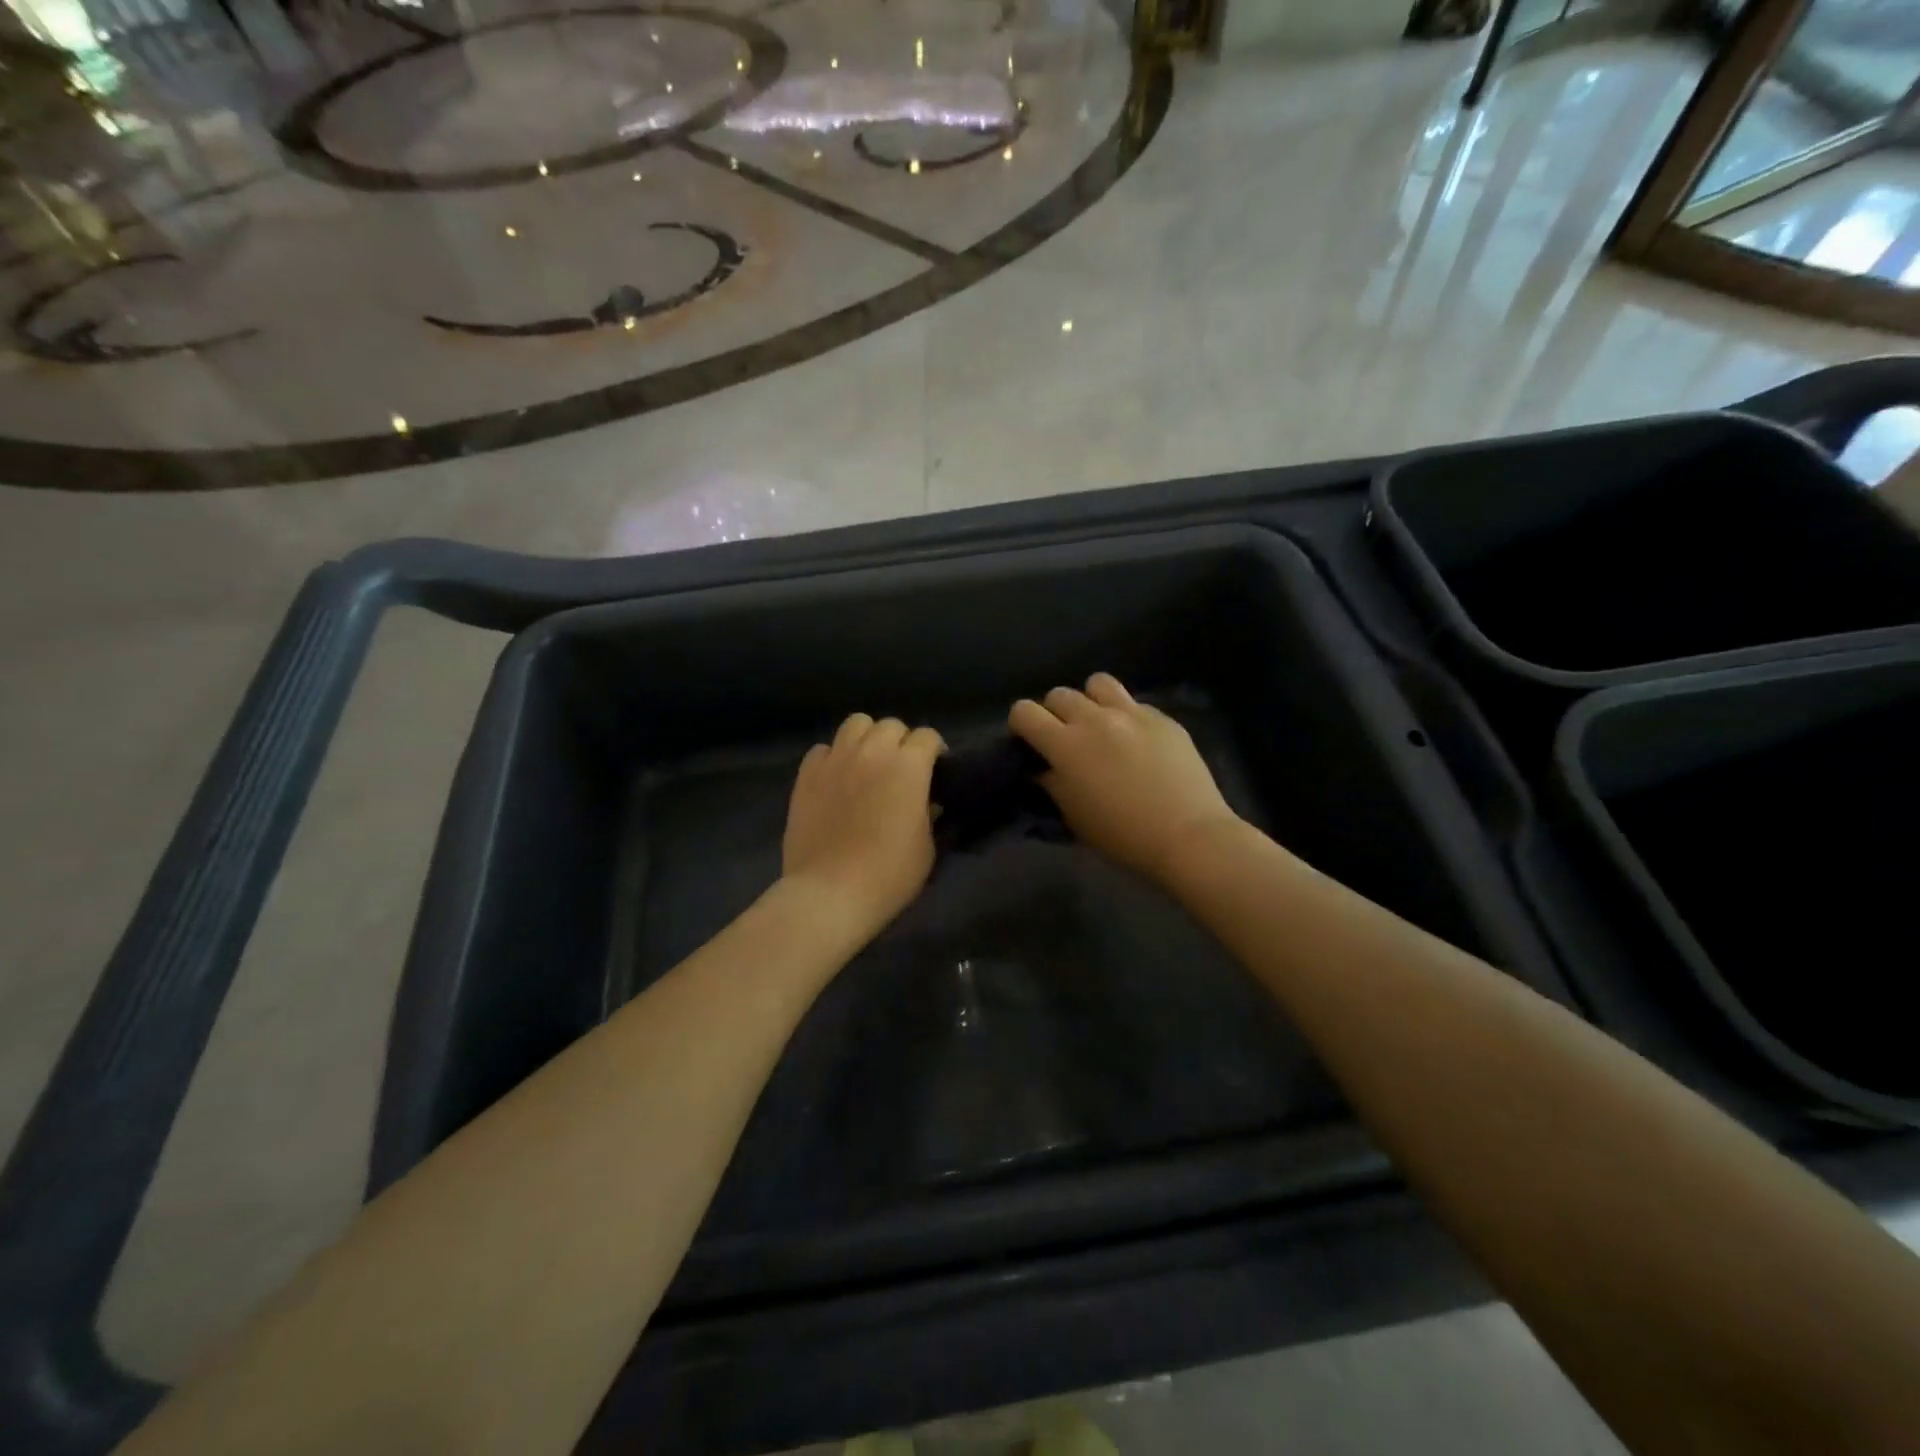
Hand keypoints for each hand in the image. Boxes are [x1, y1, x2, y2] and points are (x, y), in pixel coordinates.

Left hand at [782, 713, 944, 941]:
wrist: (830, 893)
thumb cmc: (889, 875)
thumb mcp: (926, 848)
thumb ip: (929, 814)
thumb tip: (927, 801)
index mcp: (909, 766)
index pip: (928, 737)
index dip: (935, 751)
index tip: (936, 770)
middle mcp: (873, 752)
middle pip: (892, 725)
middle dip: (902, 741)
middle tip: (901, 769)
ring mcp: (836, 760)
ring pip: (856, 724)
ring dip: (868, 738)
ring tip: (868, 762)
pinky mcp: (807, 774)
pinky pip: (823, 749)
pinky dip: (834, 757)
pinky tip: (836, 778)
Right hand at [1009, 674, 1240, 885]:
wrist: (1187, 835)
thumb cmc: (1122, 836)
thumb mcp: (1074, 816)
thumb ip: (1052, 783)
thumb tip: (1043, 767)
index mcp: (1065, 745)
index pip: (1025, 711)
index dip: (1021, 724)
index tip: (1030, 742)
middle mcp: (1094, 719)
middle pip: (1059, 694)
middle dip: (1055, 713)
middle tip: (1066, 739)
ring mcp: (1131, 713)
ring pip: (1097, 683)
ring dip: (1090, 701)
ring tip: (1100, 725)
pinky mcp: (1162, 717)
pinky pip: (1133, 702)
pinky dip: (1125, 715)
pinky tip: (1137, 741)